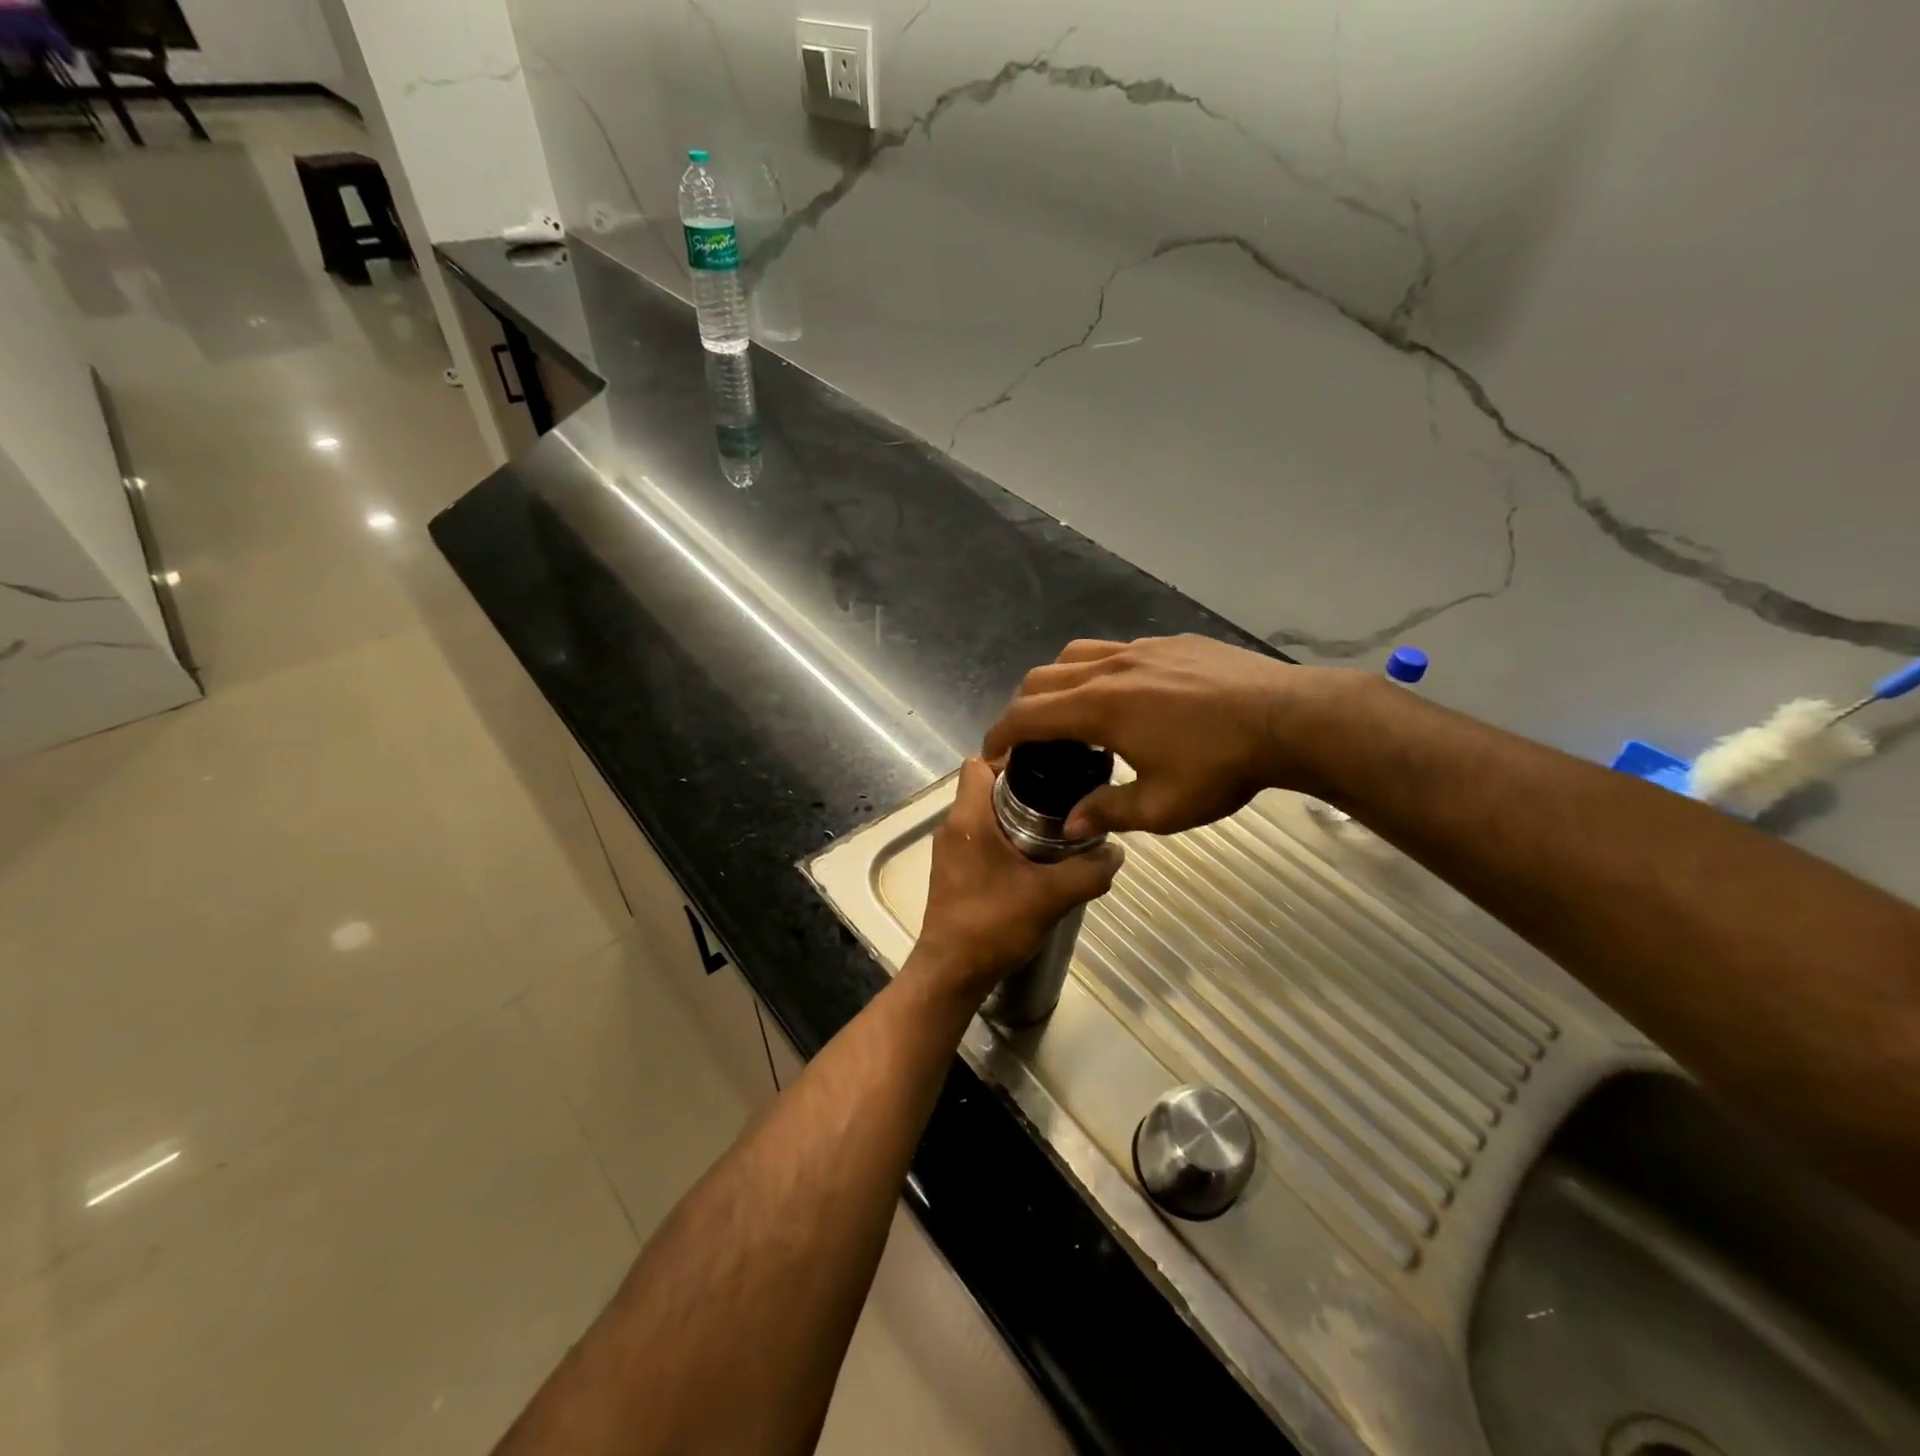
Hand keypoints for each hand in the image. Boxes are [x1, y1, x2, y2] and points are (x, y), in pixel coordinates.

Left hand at [910, 758, 1123, 1006]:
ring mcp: (950, 851)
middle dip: (1022, 791)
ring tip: (1056, 831)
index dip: (1011, 759)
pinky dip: (1004, 842)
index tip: (1046, 770)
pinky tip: (1034, 863)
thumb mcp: (1051, 896)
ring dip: (1015, 819)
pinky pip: (980, 840)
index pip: (979, 763)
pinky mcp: (953, 873)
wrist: (952, 972)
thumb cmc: (993, 923)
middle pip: (985, 789)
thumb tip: (1117, 852)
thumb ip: (1088, 871)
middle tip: (1062, 801)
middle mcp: (953, 827)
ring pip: (984, 816)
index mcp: (968, 818)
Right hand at [982, 635, 1357, 836]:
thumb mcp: (1161, 807)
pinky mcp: (1171, 643)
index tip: (993, 755)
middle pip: (1042, 679)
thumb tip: (1070, 827)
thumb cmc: (1221, 767)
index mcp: (1099, 708)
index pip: (1027, 716)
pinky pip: (1117, 650)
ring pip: (1076, 655)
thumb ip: (1107, 813)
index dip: (1000, 735)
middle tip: (1032, 742)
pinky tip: (1129, 698)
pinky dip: (1100, 672)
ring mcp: (1142, 649)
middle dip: (1023, 709)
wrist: (1290, 719)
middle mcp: (1110, 668)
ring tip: (1073, 715)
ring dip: (1058, 684)